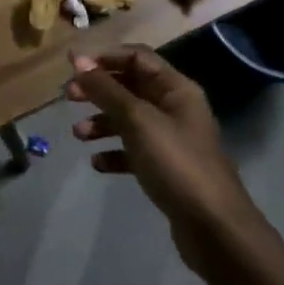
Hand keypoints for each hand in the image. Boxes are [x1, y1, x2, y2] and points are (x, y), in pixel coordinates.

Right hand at [66, 48, 258, 263]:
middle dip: (99, 90)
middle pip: (130, 87)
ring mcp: (171, 140)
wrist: (213, 227)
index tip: (73, 67)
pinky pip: (133, 151)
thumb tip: (78, 60)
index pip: (137, 57)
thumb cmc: (176, 163)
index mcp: (176, 89)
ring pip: (129, 120)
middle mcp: (175, 109)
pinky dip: (113, 152)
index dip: (105, 58)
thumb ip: (106, 90)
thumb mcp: (138, 120)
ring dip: (101, 122)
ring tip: (79, 135)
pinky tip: (98, 163)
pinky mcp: (165, 169)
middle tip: (69, 97)